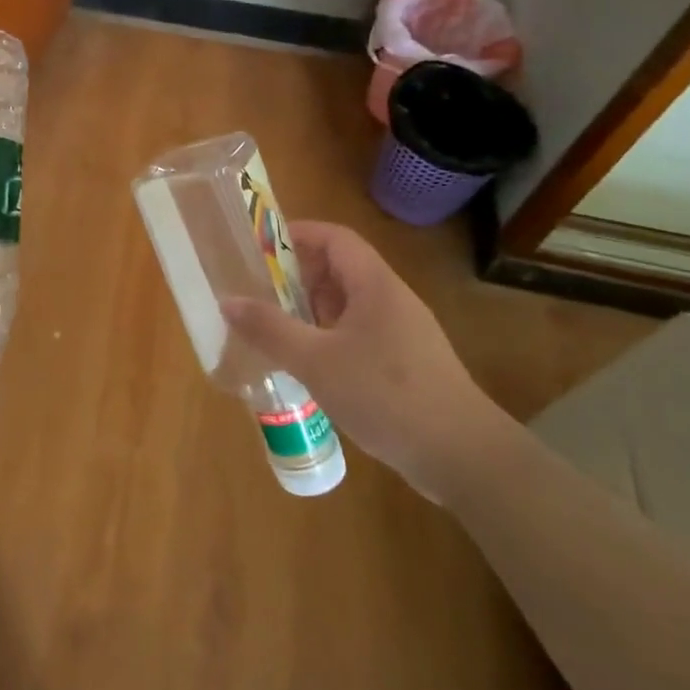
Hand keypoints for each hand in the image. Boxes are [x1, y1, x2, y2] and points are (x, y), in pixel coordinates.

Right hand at [221, 220, 513, 500]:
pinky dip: (328, 335)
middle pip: (340, 269)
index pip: (335, 238)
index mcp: (375, 285)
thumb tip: (227, 301)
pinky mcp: (405, 363)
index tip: (260, 247)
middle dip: (297, 275)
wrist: (461, 456)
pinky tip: (308, 363)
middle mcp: (391, 300)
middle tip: (259, 291)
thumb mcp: (316, 361)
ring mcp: (402, 333)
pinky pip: (359, 333)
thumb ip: (270, 329)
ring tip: (275, 326)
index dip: (298, 234)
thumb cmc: (386, 395)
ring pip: (349, 304)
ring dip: (311, 308)